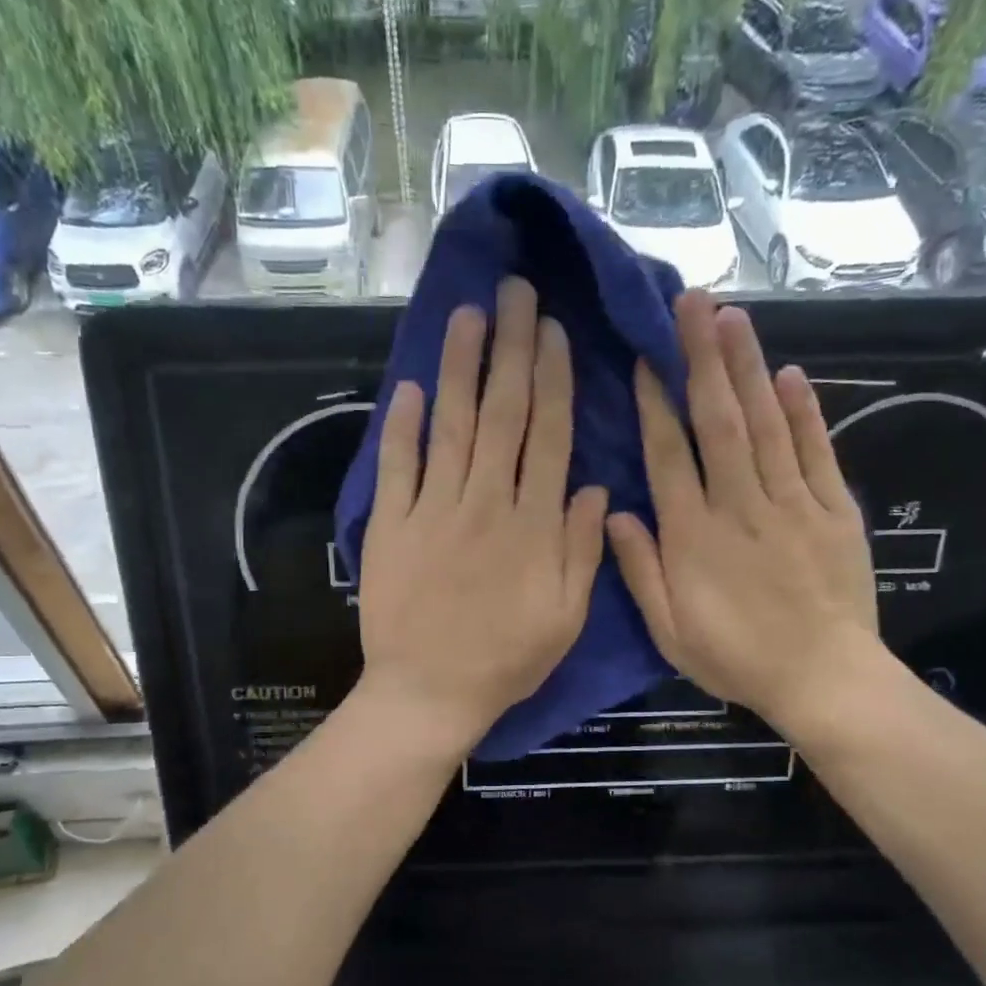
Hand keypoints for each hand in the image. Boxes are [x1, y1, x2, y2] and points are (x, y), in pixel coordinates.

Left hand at [356, 277, 607, 755]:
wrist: (429, 693)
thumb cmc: (505, 660)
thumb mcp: (565, 618)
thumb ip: (581, 550)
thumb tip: (594, 487)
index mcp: (533, 524)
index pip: (547, 436)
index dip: (553, 379)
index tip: (553, 331)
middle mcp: (485, 503)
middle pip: (502, 414)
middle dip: (510, 349)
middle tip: (514, 292)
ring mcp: (433, 510)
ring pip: (451, 425)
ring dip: (460, 367)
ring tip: (467, 314)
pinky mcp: (391, 526)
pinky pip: (397, 466)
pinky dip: (401, 425)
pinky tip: (409, 387)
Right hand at [606, 291, 884, 735]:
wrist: (823, 679)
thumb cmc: (736, 659)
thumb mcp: (670, 630)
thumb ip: (640, 570)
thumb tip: (616, 512)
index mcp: (694, 536)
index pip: (669, 456)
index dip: (654, 404)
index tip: (645, 358)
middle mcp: (740, 506)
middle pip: (719, 422)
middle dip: (702, 359)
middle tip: (691, 303)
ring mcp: (792, 504)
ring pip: (765, 424)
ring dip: (747, 368)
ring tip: (731, 317)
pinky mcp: (833, 511)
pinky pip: (815, 452)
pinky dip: (804, 412)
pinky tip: (790, 374)